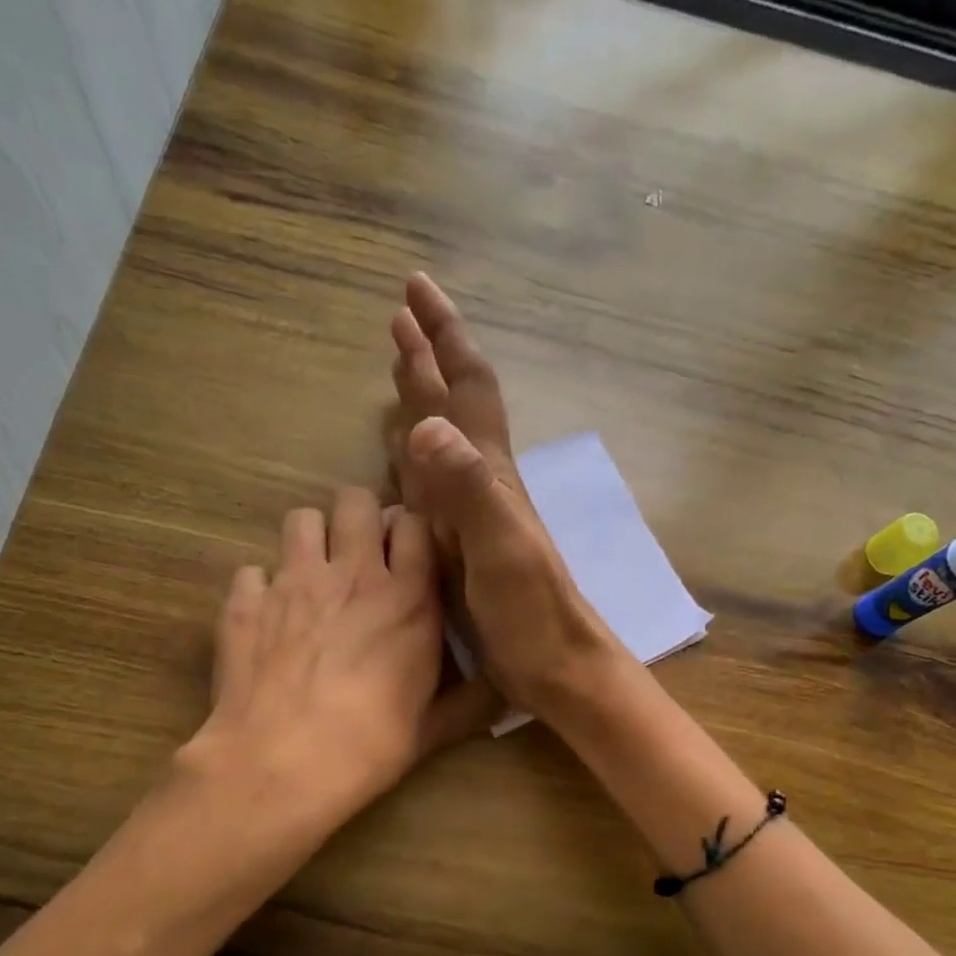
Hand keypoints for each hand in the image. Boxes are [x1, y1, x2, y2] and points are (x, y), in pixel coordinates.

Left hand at [187, 487, 493, 824]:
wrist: (282, 764)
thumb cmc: (370, 745)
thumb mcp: (433, 729)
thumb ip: (471, 704)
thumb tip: (509, 700)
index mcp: (407, 597)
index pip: (414, 523)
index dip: (411, 532)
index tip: (409, 554)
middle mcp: (352, 574)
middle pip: (356, 501)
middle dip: (360, 519)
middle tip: (360, 556)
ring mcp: (293, 581)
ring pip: (302, 519)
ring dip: (312, 540)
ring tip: (313, 576)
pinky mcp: (245, 602)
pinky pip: (252, 570)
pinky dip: (260, 587)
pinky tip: (266, 618)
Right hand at [386, 273, 624, 717]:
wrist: (556, 666)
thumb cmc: (534, 613)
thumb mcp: (503, 549)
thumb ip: (469, 489)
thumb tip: (426, 421)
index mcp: (490, 475)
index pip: (467, 389)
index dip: (444, 337)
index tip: (415, 290)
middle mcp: (481, 484)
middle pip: (453, 406)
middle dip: (428, 357)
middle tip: (399, 316)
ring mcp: (470, 516)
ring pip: (441, 442)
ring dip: (421, 399)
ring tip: (400, 366)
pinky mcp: (459, 547)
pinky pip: (430, 488)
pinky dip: (411, 459)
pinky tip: (401, 454)